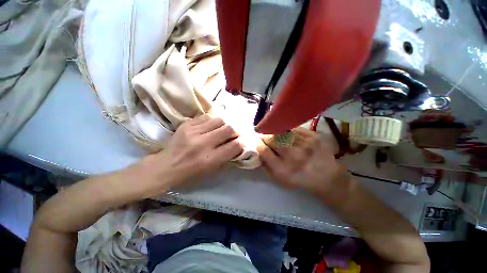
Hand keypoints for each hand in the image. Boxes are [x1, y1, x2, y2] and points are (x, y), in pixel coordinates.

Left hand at [147, 114, 243, 188]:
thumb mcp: (211, 169)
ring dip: (224, 124)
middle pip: (228, 129)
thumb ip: (226, 156)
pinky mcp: (186, 124)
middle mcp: (203, 144)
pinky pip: (206, 117)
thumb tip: (238, 144)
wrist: (166, 166)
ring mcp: (193, 132)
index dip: (241, 142)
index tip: (242, 140)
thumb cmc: (191, 172)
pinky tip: (211, 126)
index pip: (234, 146)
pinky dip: (212, 121)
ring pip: (219, 120)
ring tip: (222, 128)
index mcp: (210, 159)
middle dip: (235, 130)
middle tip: (234, 133)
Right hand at [257, 128, 346, 194]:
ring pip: (282, 132)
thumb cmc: (300, 180)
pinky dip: (288, 131)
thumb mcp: (280, 179)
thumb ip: (266, 166)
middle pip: (271, 139)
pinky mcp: (313, 136)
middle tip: (266, 138)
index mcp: (283, 169)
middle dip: (265, 137)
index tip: (258, 142)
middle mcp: (293, 156)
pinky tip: (289, 135)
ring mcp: (304, 144)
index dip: (258, 144)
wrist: (327, 177)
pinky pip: (293, 129)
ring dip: (276, 133)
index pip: (264, 150)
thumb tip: (258, 152)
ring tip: (277, 137)